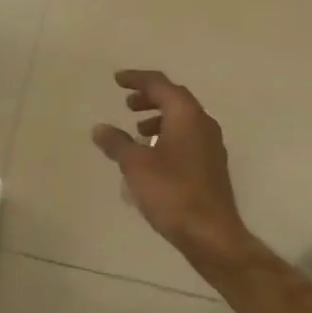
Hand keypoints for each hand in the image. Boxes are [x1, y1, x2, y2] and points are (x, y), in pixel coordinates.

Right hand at [92, 70, 250, 265]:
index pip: (160, 84)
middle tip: (127, 103)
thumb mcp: (136, 165)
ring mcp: (211, 145)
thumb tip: (100, 128)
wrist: (211, 233)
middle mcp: (203, 123)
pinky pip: (186, 137)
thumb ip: (117, 143)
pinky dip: (167, 136)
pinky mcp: (211, 165)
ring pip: (182, 119)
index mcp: (186, 115)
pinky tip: (152, 156)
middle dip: (149, 97)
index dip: (137, 79)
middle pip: (174, 99)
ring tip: (137, 130)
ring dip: (158, 118)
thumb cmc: (172, 192)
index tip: (117, 80)